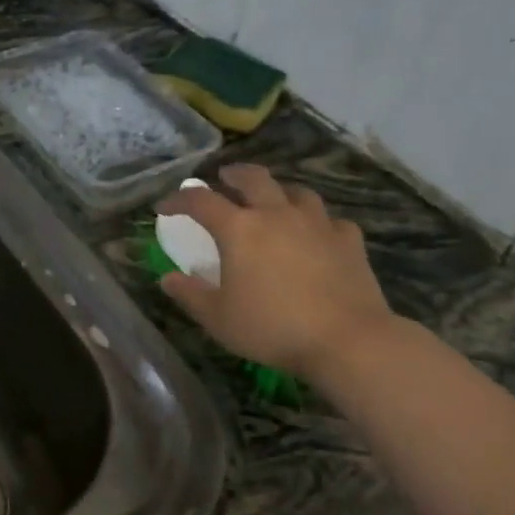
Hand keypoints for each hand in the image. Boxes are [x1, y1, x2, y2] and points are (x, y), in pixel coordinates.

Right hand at [155, 164, 394, 376]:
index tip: (165, 206)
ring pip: (296, 192)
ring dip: (278, 191)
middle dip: (234, 175)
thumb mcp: (218, 318)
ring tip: (273, 200)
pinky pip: (331, 220)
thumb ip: (190, 294)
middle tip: (224, 178)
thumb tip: (168, 278)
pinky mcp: (349, 241)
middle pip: (253, 178)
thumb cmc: (272, 327)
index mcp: (239, 229)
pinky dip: (318, 221)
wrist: (347, 340)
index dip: (179, 199)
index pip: (201, 201)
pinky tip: (317, 233)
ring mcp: (317, 224)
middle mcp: (276, 215)